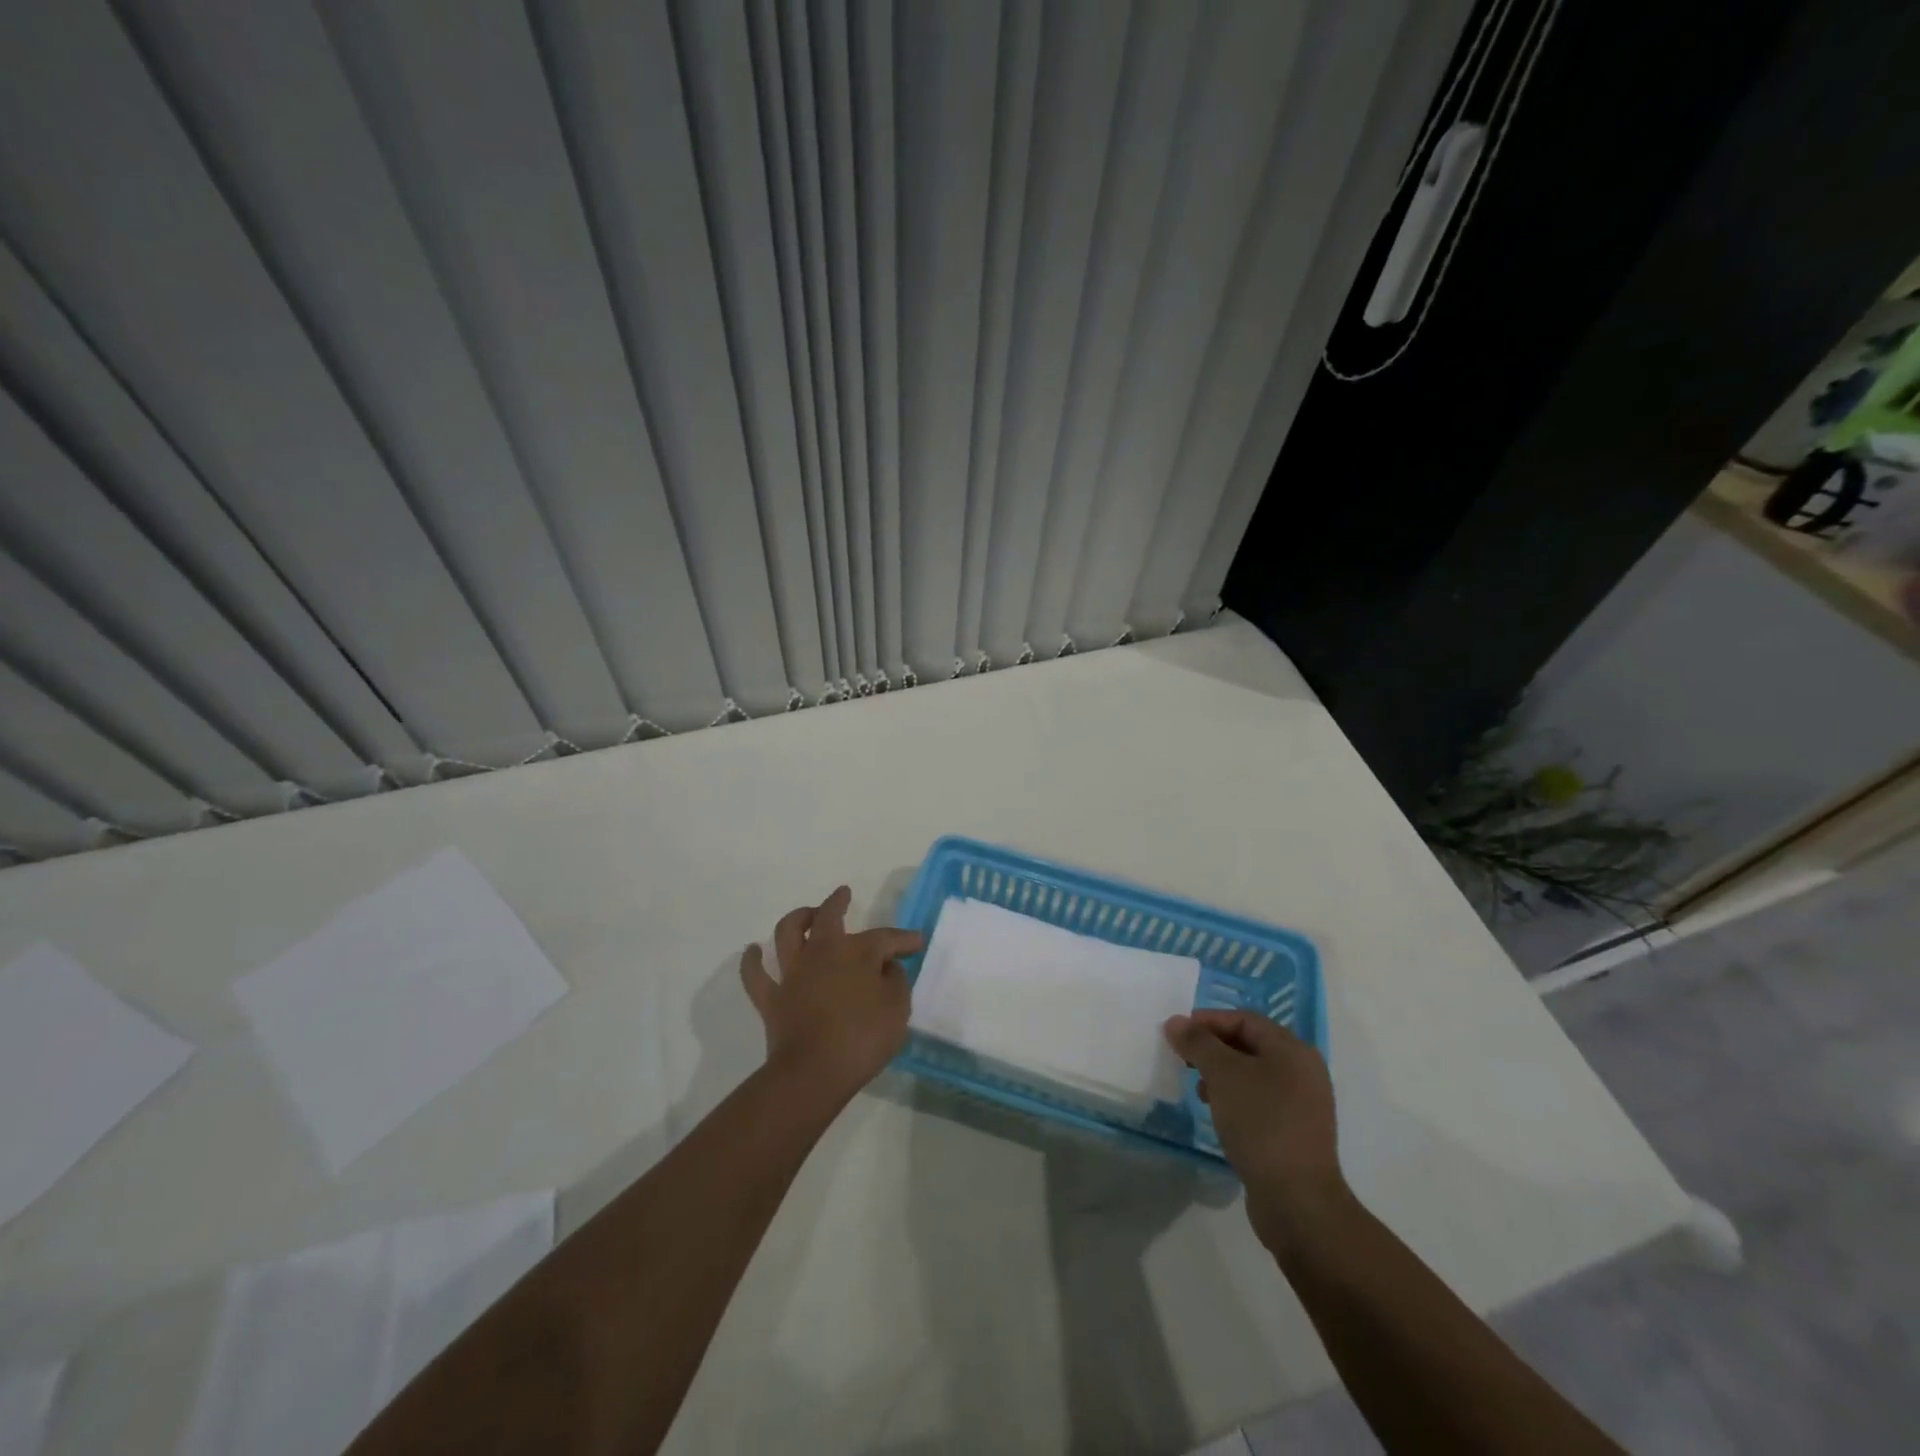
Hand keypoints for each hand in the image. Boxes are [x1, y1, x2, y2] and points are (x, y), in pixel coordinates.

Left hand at [740, 886, 921, 1103]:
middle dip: (838, 902)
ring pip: (787, 932)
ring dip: (797, 918)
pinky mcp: (771, 997)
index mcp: (857, 953)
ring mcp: (793, 973)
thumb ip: (896, 982)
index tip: (916, 941)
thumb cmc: (863, 1039)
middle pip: (828, 916)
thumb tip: (887, 967)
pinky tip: (753, 950)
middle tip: (843, 894)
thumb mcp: (897, 1010)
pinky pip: (755, 974)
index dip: (903, 939)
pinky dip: (752, 960)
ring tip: (806, 915)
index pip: (885, 938)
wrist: (814, 1072)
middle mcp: (822, 952)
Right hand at [1164, 1010, 1351, 1252]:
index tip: (1177, 1034)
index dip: (1208, 1021)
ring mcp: (1302, 1105)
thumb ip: (1198, 1043)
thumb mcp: (1223, 1075)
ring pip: (1252, 1075)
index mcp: (1292, 1050)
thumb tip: (1175, 1022)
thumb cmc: (1261, 1123)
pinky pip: (1259, 1102)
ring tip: (1198, 1090)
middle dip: (1212, 1049)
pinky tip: (1217, 1114)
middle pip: (1249, 1045)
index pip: (1244, 1019)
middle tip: (1183, 1060)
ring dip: (1221, 1075)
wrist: (1297, 1201)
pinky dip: (1234, 1099)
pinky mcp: (1294, 1133)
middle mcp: (1302, 1071)